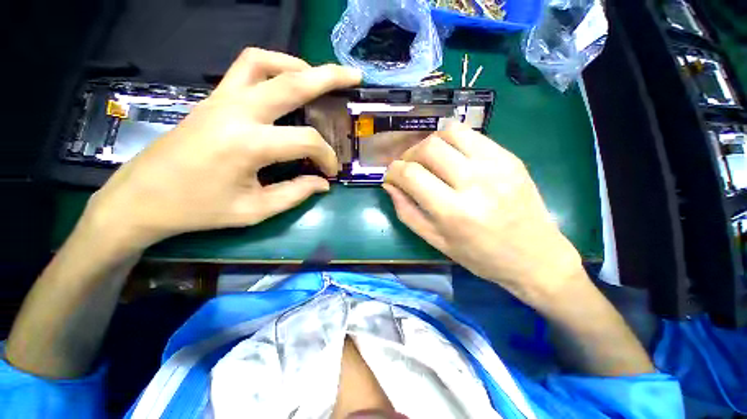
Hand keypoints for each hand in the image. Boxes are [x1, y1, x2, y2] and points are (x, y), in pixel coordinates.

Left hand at [85, 49, 360, 252]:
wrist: (141, 198)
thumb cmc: (198, 209)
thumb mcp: (254, 210)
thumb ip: (295, 194)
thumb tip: (322, 184)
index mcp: (248, 144)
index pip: (306, 140)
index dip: (326, 156)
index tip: (329, 173)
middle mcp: (236, 111)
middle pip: (291, 82)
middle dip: (329, 77)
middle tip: (353, 77)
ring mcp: (221, 99)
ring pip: (264, 62)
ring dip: (297, 65)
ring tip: (318, 78)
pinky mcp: (213, 98)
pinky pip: (245, 67)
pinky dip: (272, 67)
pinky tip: (285, 83)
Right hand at [383, 122, 583, 302]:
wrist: (536, 257)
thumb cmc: (481, 257)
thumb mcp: (436, 241)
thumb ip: (406, 211)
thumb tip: (389, 185)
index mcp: (453, 212)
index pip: (411, 175)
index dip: (393, 171)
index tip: (390, 176)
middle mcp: (475, 183)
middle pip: (428, 148)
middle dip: (409, 155)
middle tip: (409, 168)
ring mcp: (497, 166)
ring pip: (449, 132)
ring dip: (430, 143)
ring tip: (429, 160)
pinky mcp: (510, 158)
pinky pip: (472, 134)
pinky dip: (452, 140)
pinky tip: (451, 157)